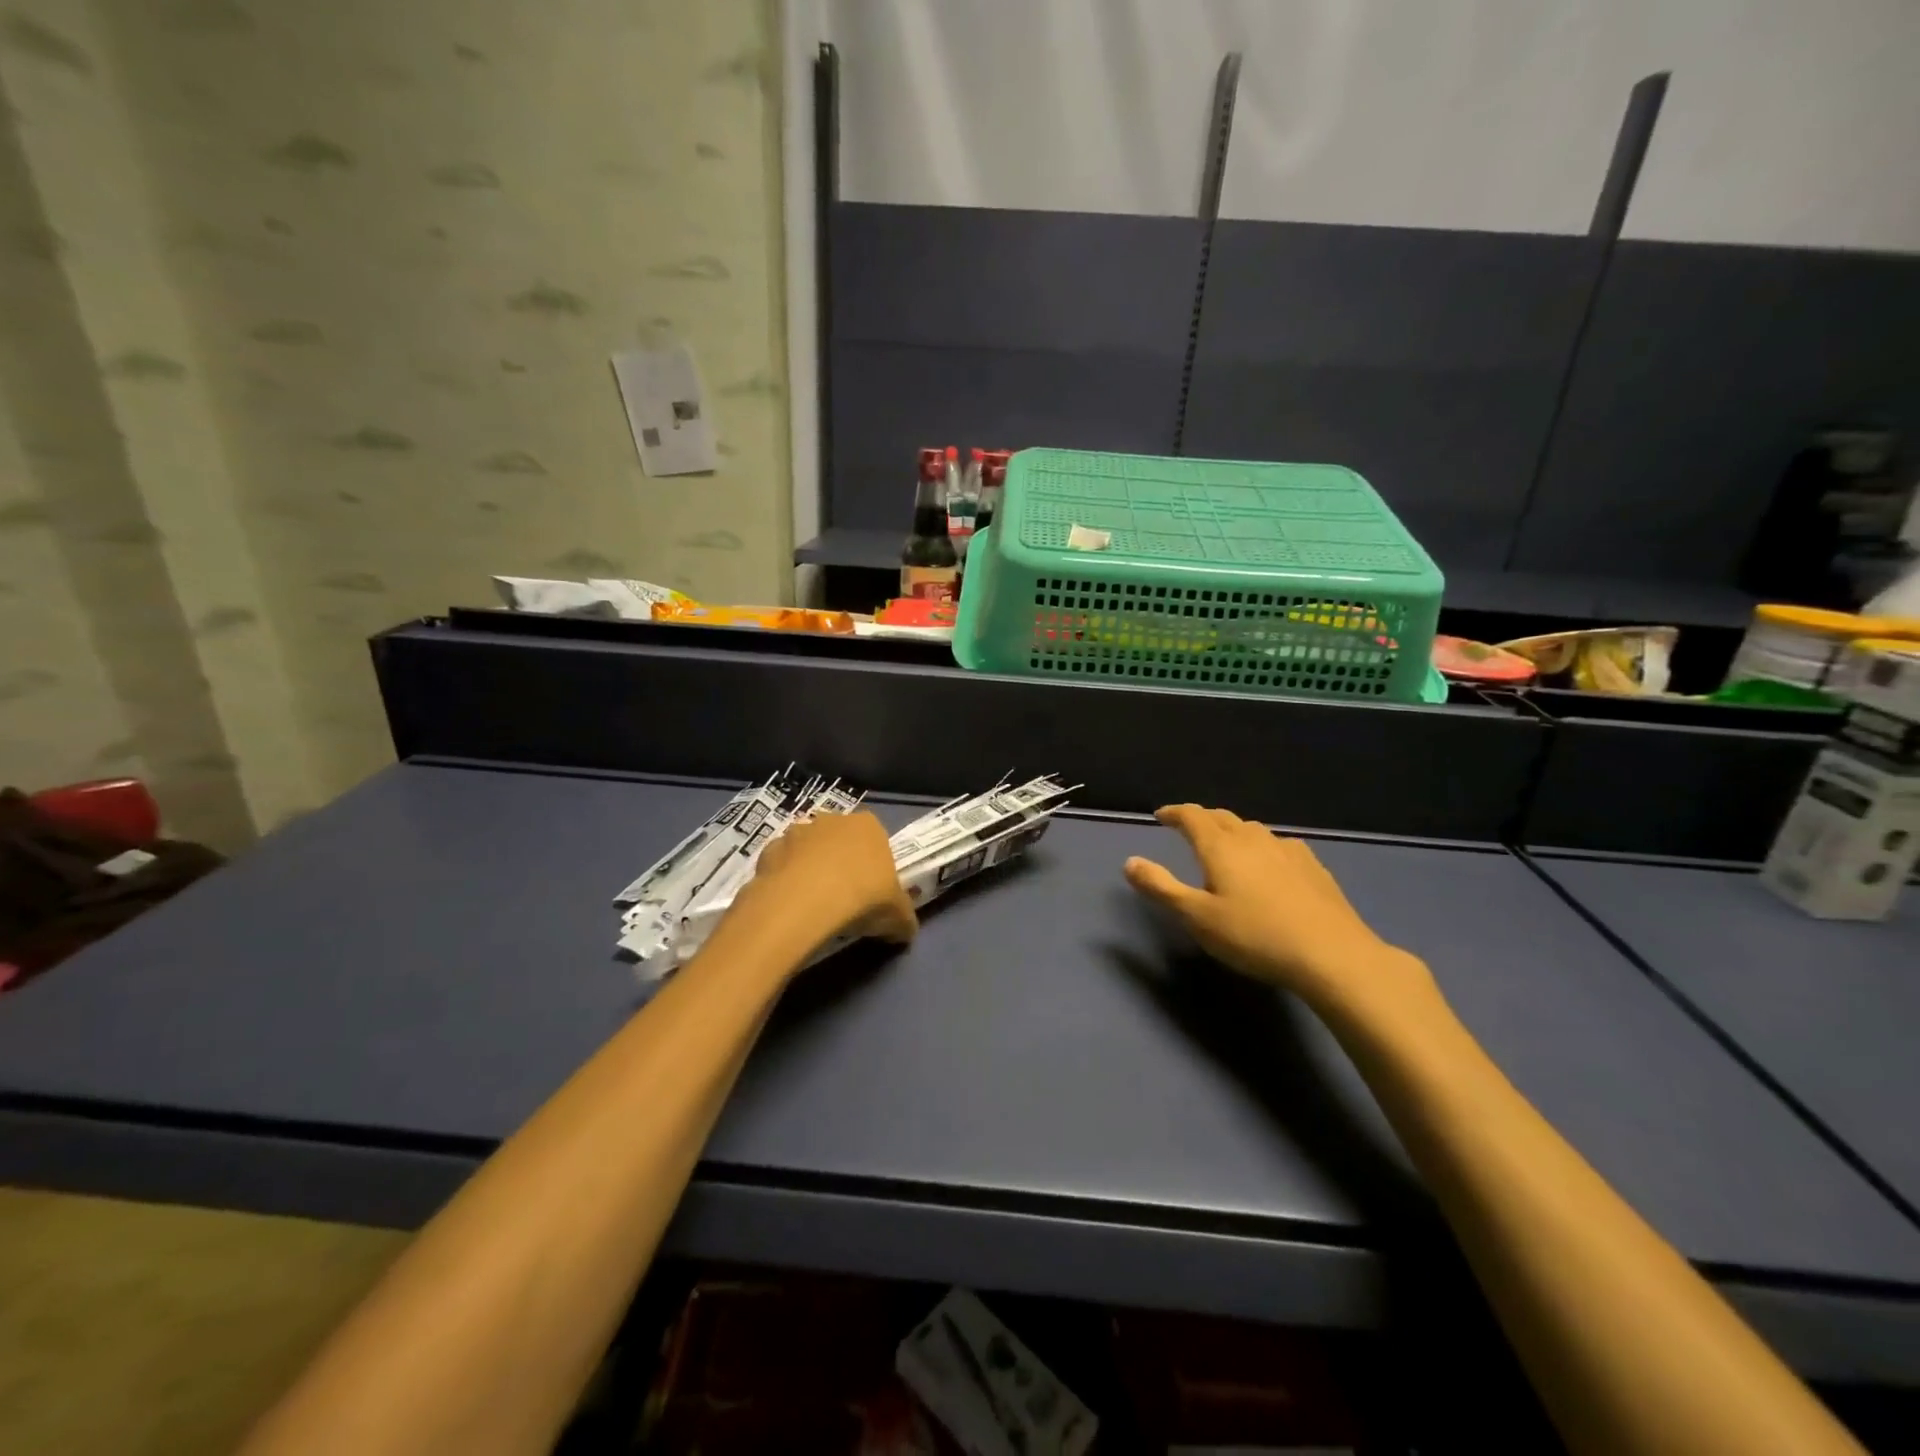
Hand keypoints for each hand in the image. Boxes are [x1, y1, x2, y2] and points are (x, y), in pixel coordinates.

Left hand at [732, 811, 917, 952]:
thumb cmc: (862, 899)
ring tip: (812, 907)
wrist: (804, 903)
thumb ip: (904, 919)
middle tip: (843, 900)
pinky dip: (784, 882)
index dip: (874, 867)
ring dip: (809, 870)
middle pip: (839, 842)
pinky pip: (781, 866)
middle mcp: (832, 820)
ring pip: (807, 851)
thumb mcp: (898, 917)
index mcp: (869, 826)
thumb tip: (904, 931)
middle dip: (840, 864)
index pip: (876, 840)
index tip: (872, 893)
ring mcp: (797, 832)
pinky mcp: (768, 850)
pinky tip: (788, 908)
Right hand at [1123, 805, 1434, 1016]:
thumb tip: (1129, 861)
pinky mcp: (1313, 867)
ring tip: (1226, 845)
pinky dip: (1263, 847)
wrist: (1332, 954)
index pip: (1192, 816)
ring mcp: (1287, 850)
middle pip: (1222, 818)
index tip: (1160, 815)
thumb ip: (1161, 887)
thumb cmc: (1254, 936)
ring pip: (1252, 829)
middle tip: (1188, 827)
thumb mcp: (1197, 917)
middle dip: (1202, 819)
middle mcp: (1252, 839)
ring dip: (1233, 831)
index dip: (1174, 812)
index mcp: (1221, 847)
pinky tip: (1270, 863)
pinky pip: (1279, 845)